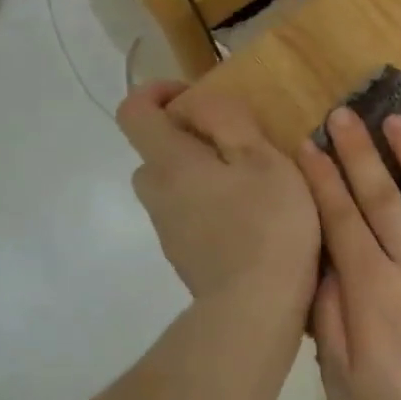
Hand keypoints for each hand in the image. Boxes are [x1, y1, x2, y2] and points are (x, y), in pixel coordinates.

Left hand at [118, 83, 318, 317]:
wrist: (255, 307)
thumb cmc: (266, 224)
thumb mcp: (261, 157)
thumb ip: (227, 119)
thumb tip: (197, 103)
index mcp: (169, 162)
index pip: (134, 111)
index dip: (158, 92)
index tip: (196, 98)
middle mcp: (157, 194)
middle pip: (154, 152)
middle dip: (187, 138)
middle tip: (233, 144)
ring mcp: (168, 230)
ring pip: (173, 187)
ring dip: (201, 176)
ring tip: (249, 184)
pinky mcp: (185, 257)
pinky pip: (189, 216)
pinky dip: (210, 207)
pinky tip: (249, 221)